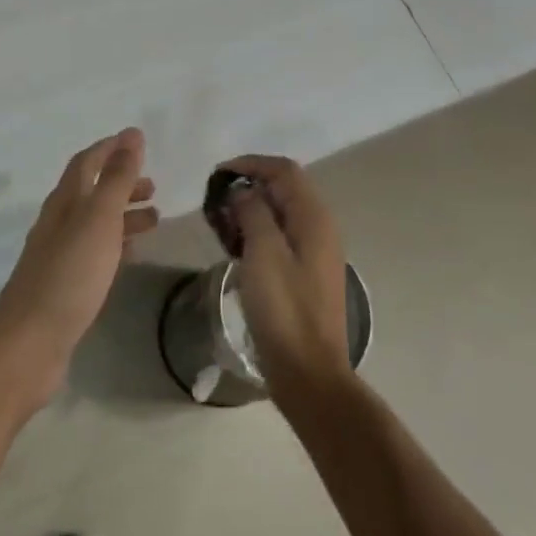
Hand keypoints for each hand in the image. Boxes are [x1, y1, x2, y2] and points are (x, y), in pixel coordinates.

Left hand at [0, 129, 157, 406]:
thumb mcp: (99, 219)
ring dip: (123, 215)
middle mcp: (58, 223)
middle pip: (91, 193)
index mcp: (64, 202)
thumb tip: (132, 135)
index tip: (137, 141)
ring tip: (155, 219)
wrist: (31, 340)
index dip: (110, 149)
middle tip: (154, 187)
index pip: (86, 163)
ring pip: (95, 224)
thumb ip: (117, 178)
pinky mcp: (65, 284)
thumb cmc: (69, 274)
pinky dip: (116, 245)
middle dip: (121, 184)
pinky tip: (131, 254)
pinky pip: (94, 253)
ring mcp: (59, 255)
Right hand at [221, 154, 350, 397]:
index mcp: (314, 219)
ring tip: (219, 223)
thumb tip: (244, 191)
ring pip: (280, 213)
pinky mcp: (305, 273)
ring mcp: (315, 252)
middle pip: (284, 189)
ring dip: (250, 210)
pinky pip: (280, 237)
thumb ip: (254, 213)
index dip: (251, 164)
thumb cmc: (284, 310)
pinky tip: (234, 247)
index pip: (284, 170)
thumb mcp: (263, 254)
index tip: (217, 175)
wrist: (308, 371)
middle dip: (248, 186)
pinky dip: (256, 232)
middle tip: (215, 202)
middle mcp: (320, 228)